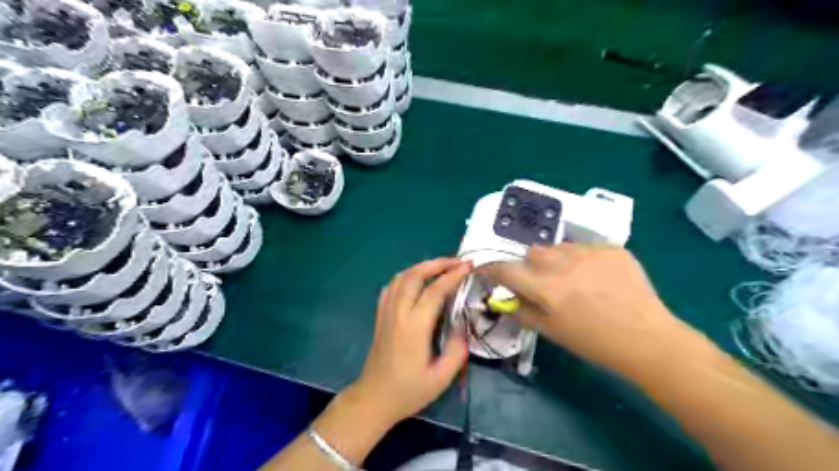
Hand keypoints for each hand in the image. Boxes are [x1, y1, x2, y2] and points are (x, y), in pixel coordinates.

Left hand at [348, 258, 469, 422]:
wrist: (374, 398)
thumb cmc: (408, 391)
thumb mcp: (441, 378)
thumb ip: (457, 351)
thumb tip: (462, 328)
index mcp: (414, 326)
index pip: (435, 291)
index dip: (453, 275)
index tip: (468, 266)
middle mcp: (398, 312)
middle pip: (415, 275)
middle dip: (437, 263)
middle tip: (457, 261)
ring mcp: (386, 311)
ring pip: (401, 277)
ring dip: (422, 267)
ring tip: (440, 267)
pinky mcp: (380, 315)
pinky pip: (391, 286)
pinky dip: (406, 276)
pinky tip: (416, 280)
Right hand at [478, 245, 695, 376]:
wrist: (647, 338)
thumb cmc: (594, 342)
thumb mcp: (552, 332)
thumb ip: (523, 311)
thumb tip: (505, 298)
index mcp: (546, 288)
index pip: (506, 270)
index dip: (492, 269)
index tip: (486, 269)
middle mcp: (564, 264)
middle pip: (532, 252)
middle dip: (530, 265)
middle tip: (543, 282)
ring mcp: (590, 252)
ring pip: (558, 247)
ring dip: (556, 260)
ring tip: (573, 278)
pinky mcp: (611, 248)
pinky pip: (585, 247)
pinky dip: (582, 259)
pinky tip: (597, 276)